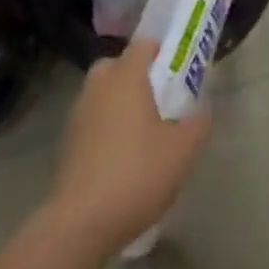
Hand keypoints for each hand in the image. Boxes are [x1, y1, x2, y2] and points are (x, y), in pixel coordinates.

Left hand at [50, 39, 212, 255]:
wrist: (82, 222)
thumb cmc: (137, 172)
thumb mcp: (184, 149)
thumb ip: (198, 124)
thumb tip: (201, 112)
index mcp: (126, 76)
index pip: (143, 45)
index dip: (161, 51)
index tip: (178, 68)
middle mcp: (99, 87)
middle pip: (116, 66)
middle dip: (135, 76)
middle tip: (158, 98)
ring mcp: (77, 115)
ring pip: (101, 94)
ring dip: (118, 104)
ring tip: (142, 132)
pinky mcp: (66, 144)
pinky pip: (92, 121)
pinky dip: (105, 129)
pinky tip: (121, 157)